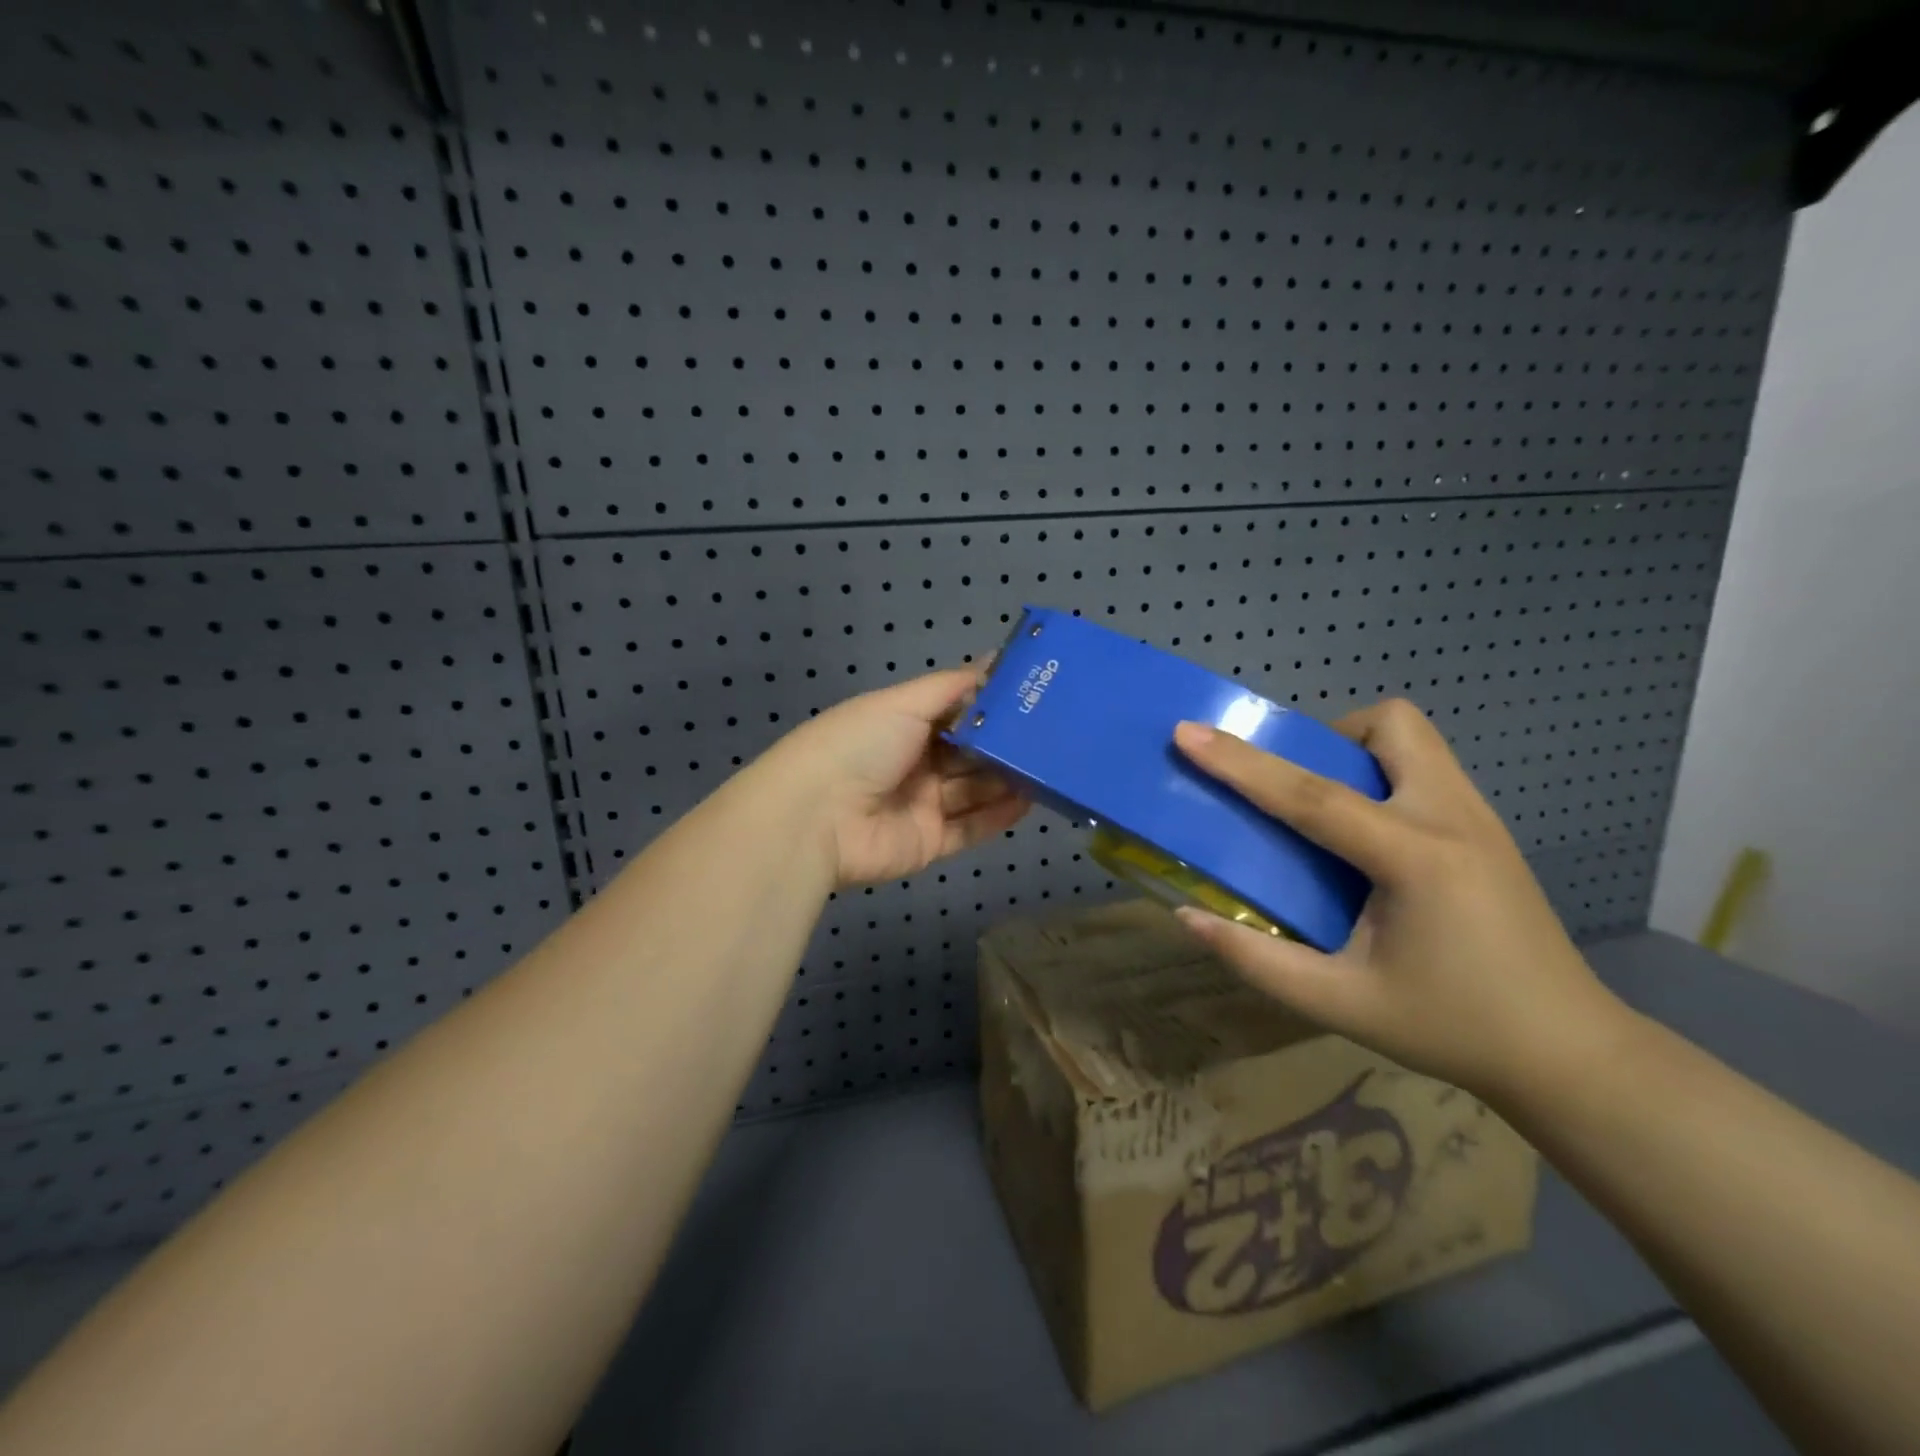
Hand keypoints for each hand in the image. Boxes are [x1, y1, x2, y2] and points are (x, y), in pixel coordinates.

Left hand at [755, 669, 1028, 888]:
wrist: (817, 818)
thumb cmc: (859, 745)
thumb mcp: (903, 703)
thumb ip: (952, 686)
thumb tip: (994, 660)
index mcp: (902, 726)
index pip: (955, 713)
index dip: (990, 706)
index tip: (1033, 695)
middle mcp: (913, 763)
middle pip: (969, 754)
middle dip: (1005, 745)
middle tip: (1055, 734)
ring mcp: (921, 805)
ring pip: (974, 790)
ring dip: (1008, 780)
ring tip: (1052, 765)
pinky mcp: (928, 842)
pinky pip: (970, 828)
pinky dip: (999, 816)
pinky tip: (1031, 801)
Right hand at [1171, 701, 1629, 1098]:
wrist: (1570, 1052)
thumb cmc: (1451, 1027)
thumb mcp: (1341, 1004)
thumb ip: (1258, 960)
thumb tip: (1188, 918)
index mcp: (1415, 859)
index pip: (1311, 796)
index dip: (1241, 763)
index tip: (1188, 733)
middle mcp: (1452, 818)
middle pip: (1388, 725)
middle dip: (1326, 737)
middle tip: (1294, 786)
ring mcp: (1479, 817)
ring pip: (1412, 737)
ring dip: (1356, 752)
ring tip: (1327, 810)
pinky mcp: (1488, 828)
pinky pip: (1426, 767)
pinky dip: (1382, 775)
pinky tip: (1368, 837)